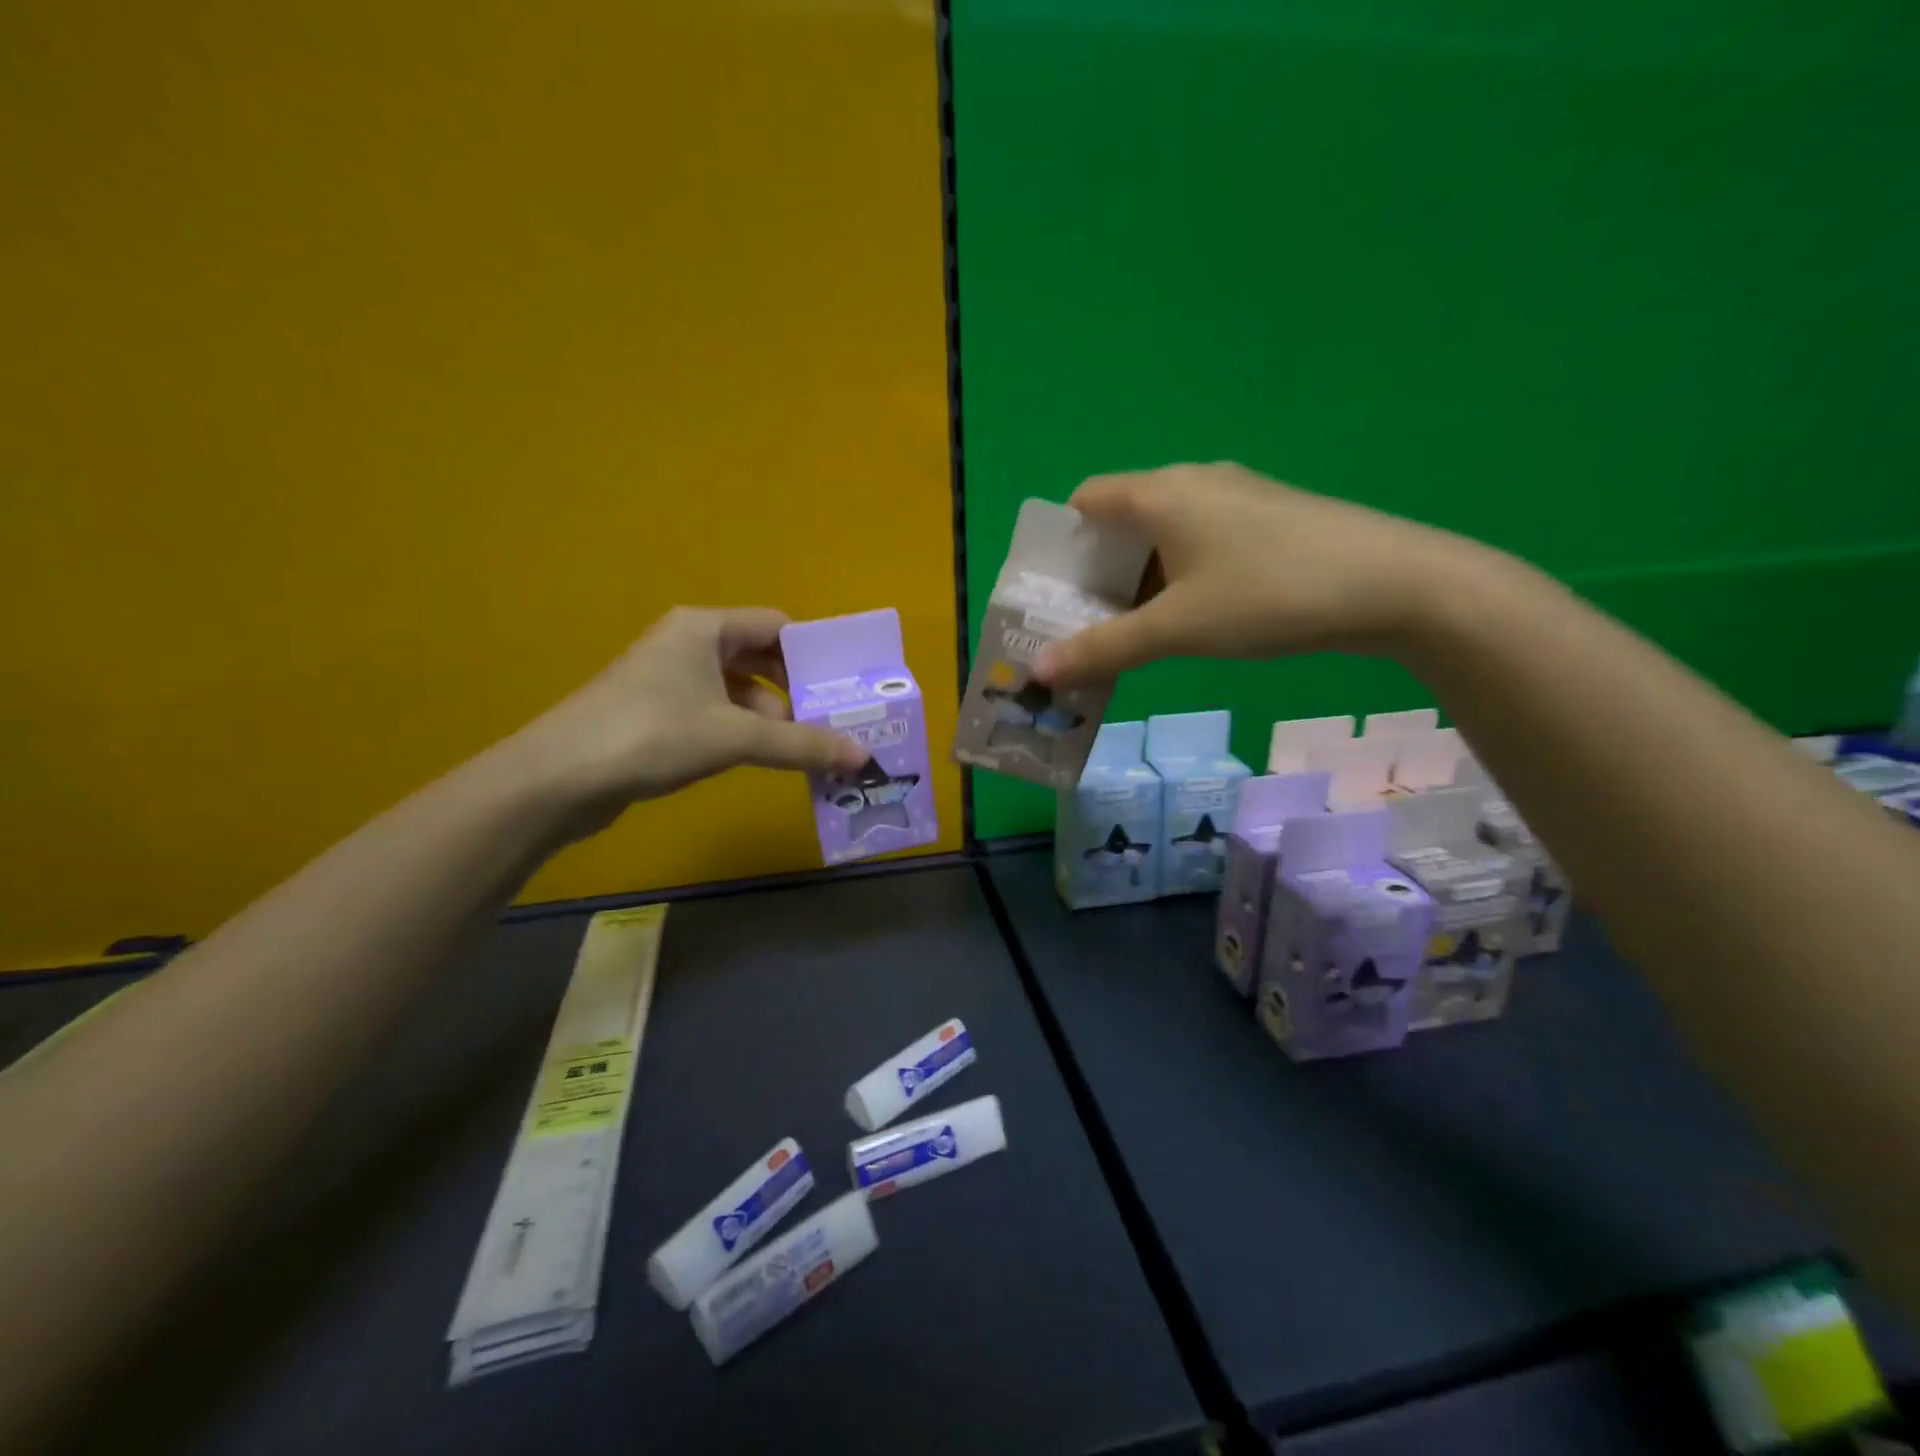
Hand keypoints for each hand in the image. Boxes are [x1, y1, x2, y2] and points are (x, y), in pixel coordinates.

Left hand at [509, 607, 868, 825]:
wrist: (557, 779)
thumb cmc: (652, 735)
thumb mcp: (736, 737)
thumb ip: (801, 745)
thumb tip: (862, 756)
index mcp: (705, 628)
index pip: (777, 626)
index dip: (814, 654)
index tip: (845, 687)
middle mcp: (688, 643)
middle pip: (760, 658)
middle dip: (796, 691)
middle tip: (834, 722)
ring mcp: (669, 678)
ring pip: (739, 689)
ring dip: (772, 717)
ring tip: (807, 749)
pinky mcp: (656, 713)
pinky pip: (716, 712)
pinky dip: (743, 731)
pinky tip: (763, 759)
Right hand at [1034, 463, 1473, 686]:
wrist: (1394, 584)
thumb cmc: (1268, 595)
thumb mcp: (1178, 629)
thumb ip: (1105, 648)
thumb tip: (1042, 671)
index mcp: (1160, 493)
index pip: (1085, 501)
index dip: (1060, 545)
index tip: (1052, 595)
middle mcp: (1194, 482)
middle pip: (1122, 521)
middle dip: (1096, 573)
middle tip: (1084, 626)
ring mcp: (1237, 497)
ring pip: (1164, 535)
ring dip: (1139, 580)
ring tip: (1130, 633)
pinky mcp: (1269, 519)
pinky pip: (1201, 543)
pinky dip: (1179, 577)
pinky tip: (1189, 619)